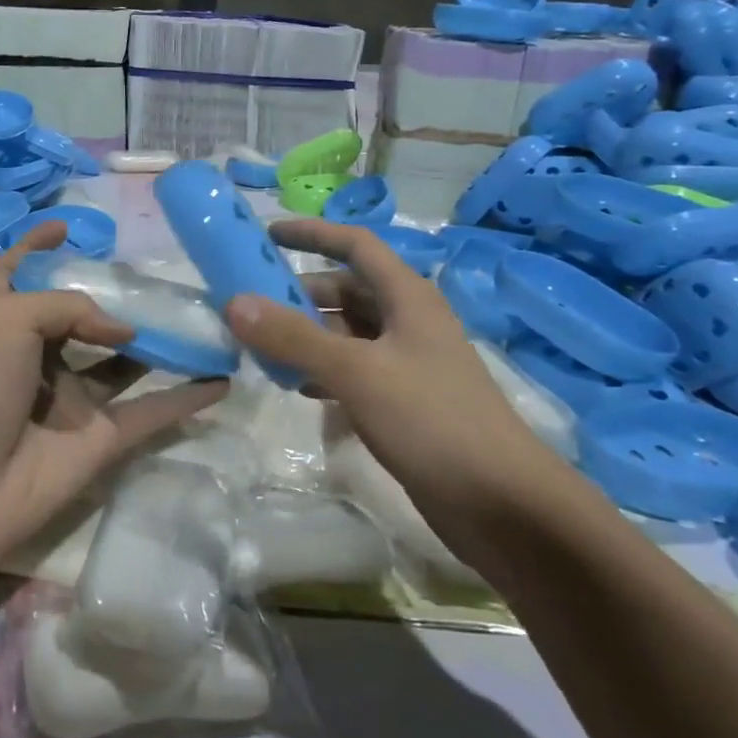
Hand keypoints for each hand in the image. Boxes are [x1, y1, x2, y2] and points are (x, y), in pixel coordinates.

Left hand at [0, 221, 228, 570]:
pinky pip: (153, 412)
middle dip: (115, 299)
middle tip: (157, 279)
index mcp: (6, 323)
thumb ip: (71, 306)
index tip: (65, 227)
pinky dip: (187, 398)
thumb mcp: (9, 318)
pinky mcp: (101, 438)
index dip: (34, 247)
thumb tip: (126, 329)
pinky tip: (222, 378)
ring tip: (198, 318)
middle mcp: (40, 357)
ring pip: (124, 363)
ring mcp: (73, 400)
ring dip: (159, 344)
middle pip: (81, 319)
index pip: (17, 273)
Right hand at [223, 218, 558, 513]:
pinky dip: (321, 370)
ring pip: (346, 333)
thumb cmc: (432, 421)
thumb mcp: (356, 372)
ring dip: (305, 336)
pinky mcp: (403, 400)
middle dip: (298, 295)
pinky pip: (352, 370)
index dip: (312, 234)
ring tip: (261, 350)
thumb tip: (233, 303)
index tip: (267, 233)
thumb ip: (293, 337)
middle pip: (345, 291)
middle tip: (250, 308)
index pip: (355, 245)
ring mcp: (407, 362)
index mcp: (407, 297)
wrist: (503, 504)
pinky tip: (296, 388)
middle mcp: (407, 321)